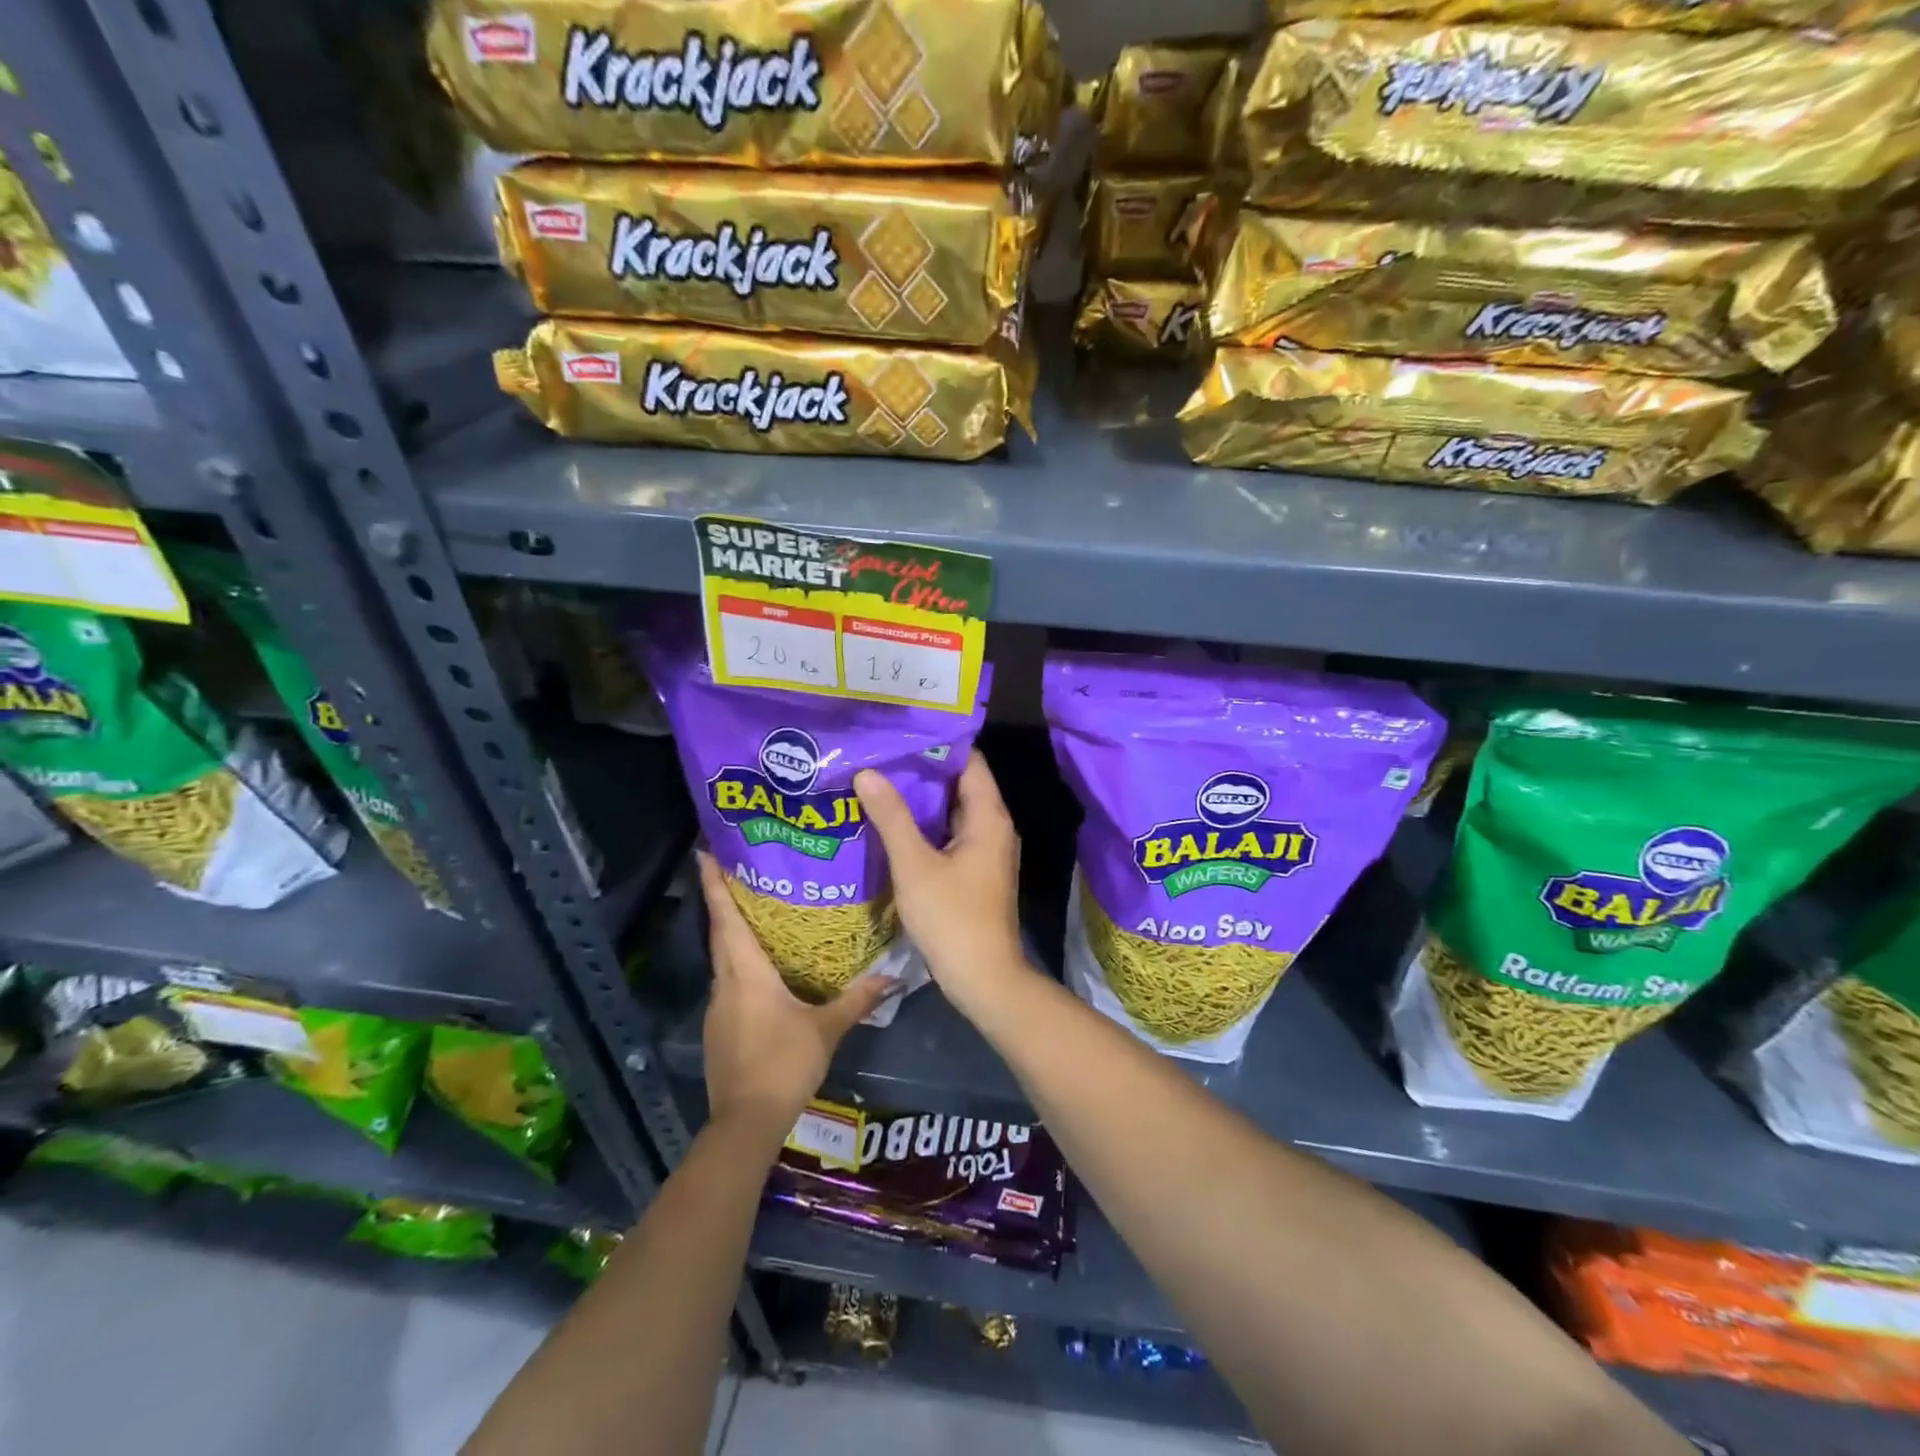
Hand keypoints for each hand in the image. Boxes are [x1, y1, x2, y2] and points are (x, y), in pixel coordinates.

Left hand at [697, 850, 897, 1141]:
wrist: (746, 1122)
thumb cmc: (784, 1063)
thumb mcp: (827, 1029)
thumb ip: (857, 999)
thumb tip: (892, 976)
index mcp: (747, 973)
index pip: (727, 918)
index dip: (714, 884)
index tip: (704, 853)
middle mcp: (725, 984)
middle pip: (721, 934)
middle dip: (722, 901)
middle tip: (735, 872)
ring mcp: (717, 1009)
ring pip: (722, 961)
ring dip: (731, 936)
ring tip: (755, 917)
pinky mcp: (718, 1030)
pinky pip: (727, 985)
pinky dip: (738, 968)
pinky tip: (761, 974)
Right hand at [854, 751, 1032, 1019]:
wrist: (983, 978)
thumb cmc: (952, 917)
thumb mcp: (915, 864)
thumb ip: (892, 817)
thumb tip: (868, 772)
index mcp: (989, 817)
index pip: (969, 762)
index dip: (938, 744)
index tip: (902, 731)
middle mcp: (994, 828)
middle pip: (960, 785)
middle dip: (922, 771)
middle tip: (881, 755)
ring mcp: (986, 852)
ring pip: (952, 813)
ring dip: (921, 801)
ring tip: (879, 783)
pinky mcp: (975, 873)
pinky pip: (949, 837)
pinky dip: (925, 828)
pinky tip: (892, 826)